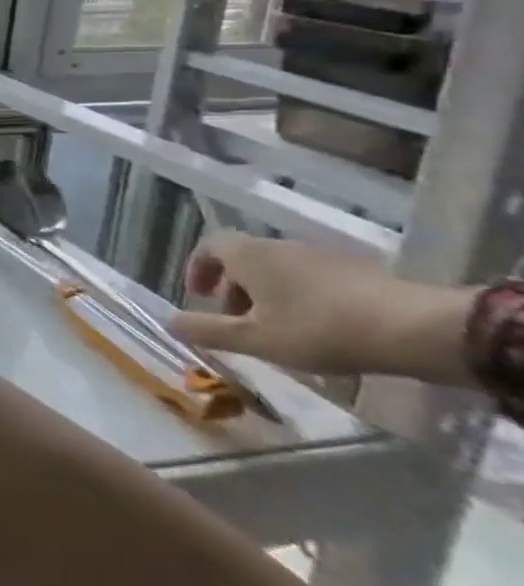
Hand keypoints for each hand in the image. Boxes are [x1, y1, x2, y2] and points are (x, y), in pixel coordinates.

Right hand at [171, 232, 473, 382]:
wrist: (416, 329)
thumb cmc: (319, 329)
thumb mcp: (256, 339)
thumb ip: (208, 330)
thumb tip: (168, 322)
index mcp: (247, 255)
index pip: (208, 246)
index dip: (198, 268)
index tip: (198, 295)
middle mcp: (277, 246)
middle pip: (243, 259)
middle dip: (234, 287)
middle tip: (238, 320)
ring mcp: (320, 256)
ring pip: (278, 270)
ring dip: (267, 294)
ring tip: (279, 329)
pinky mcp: (356, 271)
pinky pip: (311, 279)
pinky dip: (301, 297)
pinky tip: (319, 328)